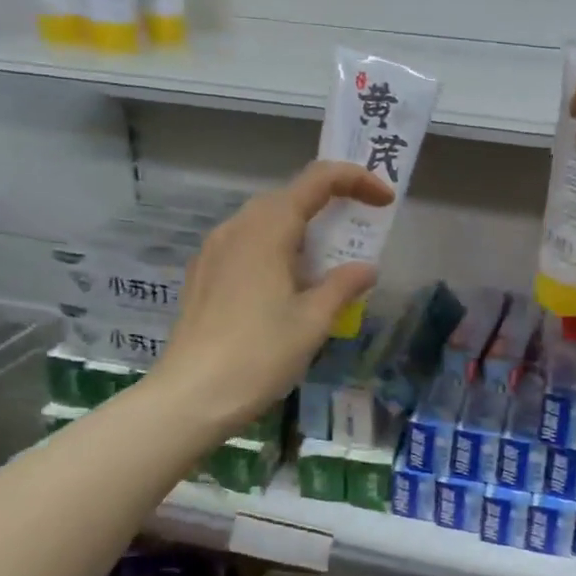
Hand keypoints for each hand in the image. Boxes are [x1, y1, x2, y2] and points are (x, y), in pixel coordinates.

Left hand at [151, 161, 392, 434]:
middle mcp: (237, 227)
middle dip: (330, 204)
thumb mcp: (312, 322)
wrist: (190, 396)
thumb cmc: (259, 355)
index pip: (317, 180)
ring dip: (303, 229)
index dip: (356, 180)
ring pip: (266, 221)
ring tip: (328, 262)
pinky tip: (288, 285)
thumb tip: (366, 268)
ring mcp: (214, 250)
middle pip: (290, 196)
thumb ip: (343, 286)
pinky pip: (247, 244)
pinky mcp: (203, 274)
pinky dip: (277, 249)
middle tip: (359, 231)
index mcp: (267, 229)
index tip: (384, 200)